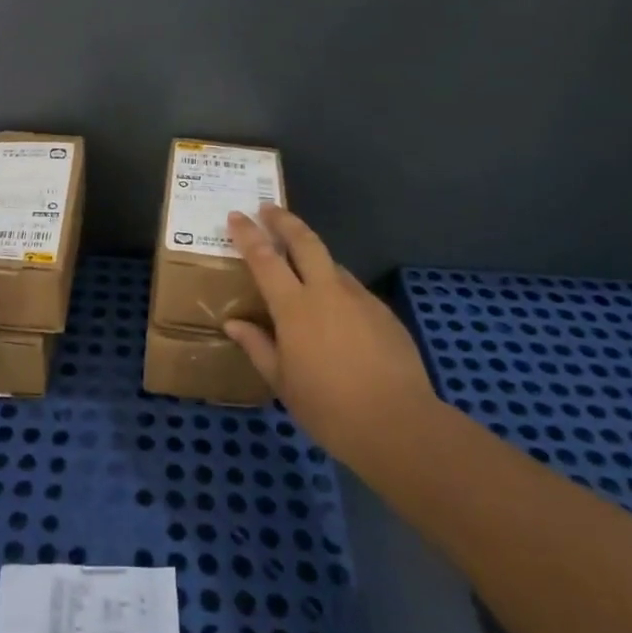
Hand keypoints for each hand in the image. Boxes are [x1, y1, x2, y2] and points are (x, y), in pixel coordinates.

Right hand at [223, 206, 442, 469]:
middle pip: (305, 241)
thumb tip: (233, 324)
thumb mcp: (282, 382)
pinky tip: (335, 314)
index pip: (265, 258)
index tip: (236, 215)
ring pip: (332, 264)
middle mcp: (327, 292)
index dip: (248, 234)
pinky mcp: (383, 312)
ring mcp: (360, 299)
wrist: (398, 424)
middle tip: (269, 208)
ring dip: (313, 257)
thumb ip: (257, 346)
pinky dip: (336, 289)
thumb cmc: (328, 408)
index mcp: (295, 307)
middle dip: (285, 221)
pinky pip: (352, 290)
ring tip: (301, 269)